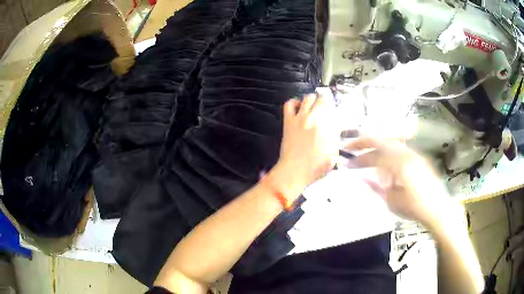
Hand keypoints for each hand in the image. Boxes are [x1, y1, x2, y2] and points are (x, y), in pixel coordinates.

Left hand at [269, 93, 338, 200]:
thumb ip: (335, 138)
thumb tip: (334, 127)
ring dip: (313, 99)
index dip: (335, 110)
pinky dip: (295, 102)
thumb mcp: (333, 154)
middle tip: (325, 107)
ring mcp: (301, 118)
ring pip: (308, 98)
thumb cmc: (316, 167)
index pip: (335, 109)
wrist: (295, 171)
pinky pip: (289, 104)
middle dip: (326, 102)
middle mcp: (317, 118)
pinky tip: (299, 107)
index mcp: (330, 127)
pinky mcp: (289, 121)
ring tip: (313, 105)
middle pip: (323, 99)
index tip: (334, 113)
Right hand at [343, 137, 456, 225]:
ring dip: (376, 144)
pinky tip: (383, 159)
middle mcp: (407, 154)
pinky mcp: (418, 158)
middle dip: (364, 141)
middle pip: (382, 140)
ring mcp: (414, 154)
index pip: (374, 156)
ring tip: (364, 150)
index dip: (359, 159)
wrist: (437, 209)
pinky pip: (399, 148)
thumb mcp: (391, 201)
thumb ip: (377, 186)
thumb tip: (363, 176)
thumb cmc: (414, 208)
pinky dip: (387, 150)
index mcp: (399, 165)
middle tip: (350, 145)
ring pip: (391, 142)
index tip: (347, 163)